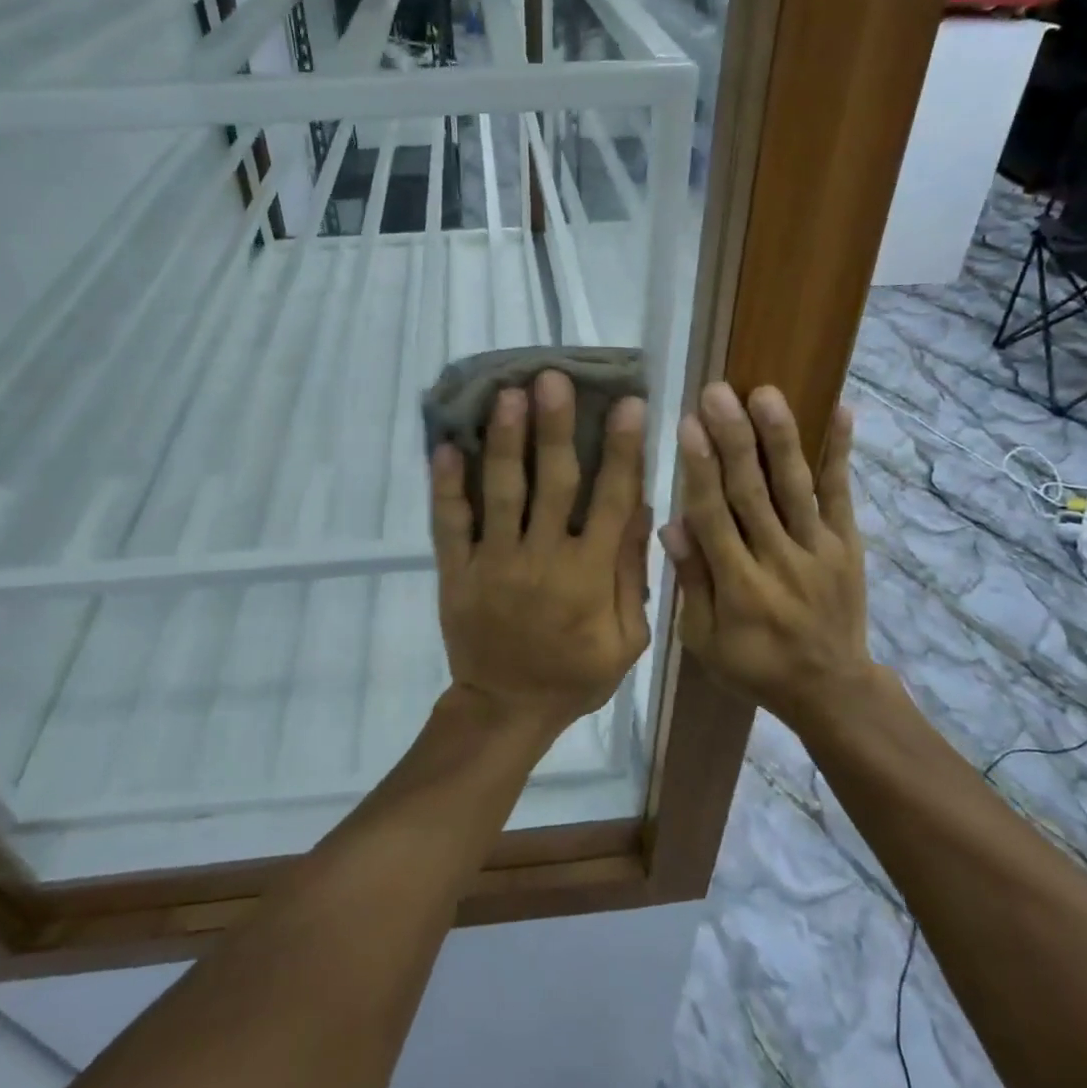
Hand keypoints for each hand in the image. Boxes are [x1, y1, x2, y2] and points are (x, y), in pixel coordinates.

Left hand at [430, 371, 651, 733]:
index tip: (628, 403)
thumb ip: (631, 575)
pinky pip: (449, 523)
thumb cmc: (574, 674)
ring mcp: (493, 563)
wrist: (506, 709)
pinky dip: (446, 486)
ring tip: (506, 394)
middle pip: (553, 483)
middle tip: (552, 378)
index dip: (623, 450)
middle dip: (555, 428)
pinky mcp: (456, 572)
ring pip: (501, 492)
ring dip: (504, 441)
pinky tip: (445, 446)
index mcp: (588, 575)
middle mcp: (542, 559)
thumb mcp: (626, 639)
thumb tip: (641, 509)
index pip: (612, 500)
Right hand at [660, 383, 876, 727]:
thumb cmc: (755, 665)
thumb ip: (692, 581)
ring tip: (766, 393)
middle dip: (733, 439)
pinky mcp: (847, 544)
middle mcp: (779, 560)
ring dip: (780, 438)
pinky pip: (842, 494)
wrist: (831, 689)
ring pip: (795, 487)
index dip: (700, 470)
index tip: (688, 425)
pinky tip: (842, 411)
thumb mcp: (705, 639)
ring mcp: (818, 549)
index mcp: (739, 586)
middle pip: (752, 493)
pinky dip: (840, 453)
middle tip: (717, 393)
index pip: (714, 517)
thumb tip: (672, 525)